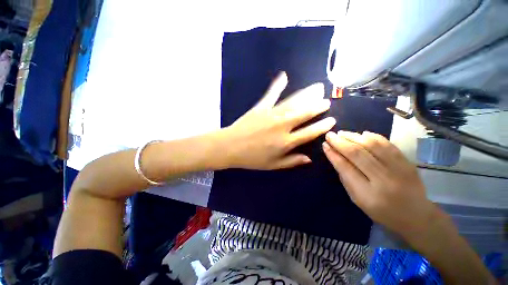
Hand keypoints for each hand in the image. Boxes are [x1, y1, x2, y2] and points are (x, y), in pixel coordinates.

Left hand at [224, 72, 335, 169]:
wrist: (230, 147)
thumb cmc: (252, 158)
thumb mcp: (273, 165)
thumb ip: (292, 161)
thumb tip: (309, 158)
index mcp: (286, 142)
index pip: (309, 132)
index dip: (322, 126)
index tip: (332, 120)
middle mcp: (282, 126)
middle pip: (304, 114)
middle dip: (317, 107)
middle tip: (326, 100)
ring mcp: (271, 114)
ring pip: (293, 102)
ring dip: (306, 95)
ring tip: (317, 88)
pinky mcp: (260, 107)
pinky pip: (271, 94)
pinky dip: (277, 84)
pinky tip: (284, 75)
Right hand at [322, 131, 436, 236]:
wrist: (416, 215)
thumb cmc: (381, 211)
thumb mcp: (357, 199)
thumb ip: (345, 177)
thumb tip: (334, 156)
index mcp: (367, 194)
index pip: (345, 168)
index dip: (333, 154)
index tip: (325, 145)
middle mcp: (383, 179)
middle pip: (357, 154)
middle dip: (340, 142)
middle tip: (330, 135)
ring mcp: (398, 169)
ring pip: (372, 145)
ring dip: (354, 137)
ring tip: (342, 133)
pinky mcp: (407, 162)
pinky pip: (387, 144)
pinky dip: (373, 137)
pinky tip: (361, 134)